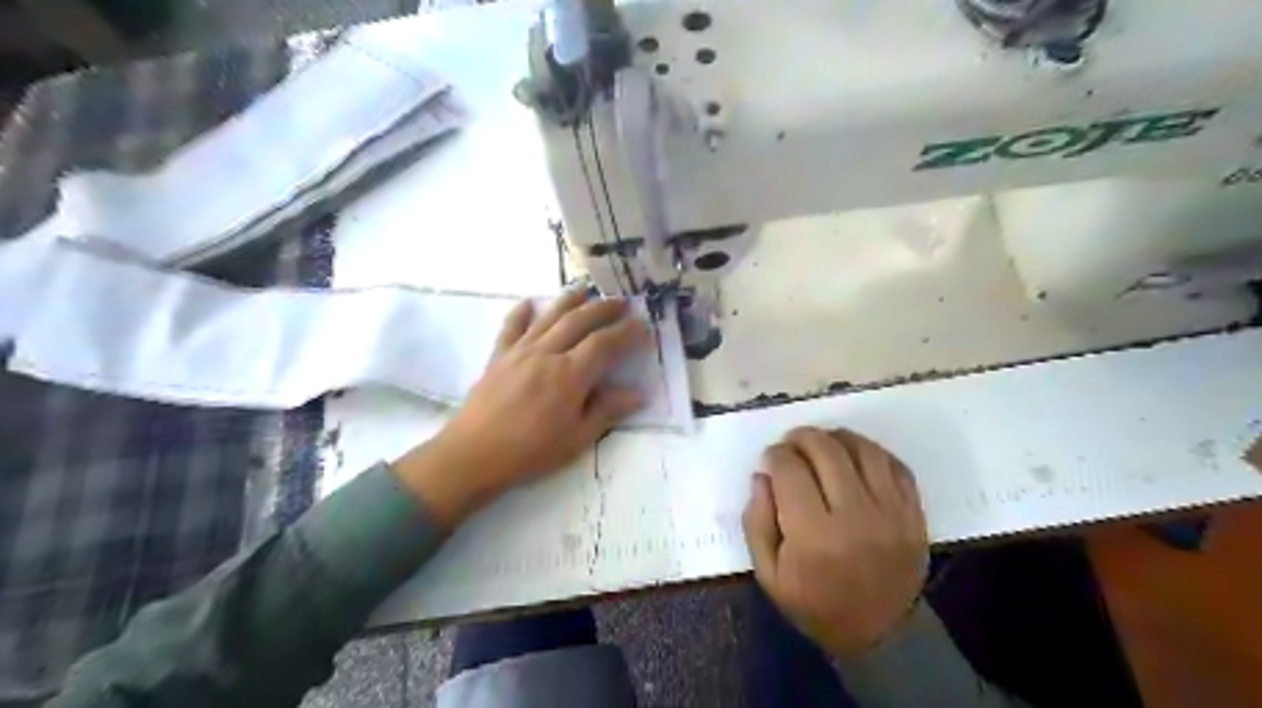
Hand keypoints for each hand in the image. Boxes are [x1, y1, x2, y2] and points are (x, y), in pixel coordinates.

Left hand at [392, 288, 649, 524]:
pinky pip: (511, 327)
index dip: (626, 333)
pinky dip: (521, 312)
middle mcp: (547, 353)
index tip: (643, 327)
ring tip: (585, 289)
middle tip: (622, 303)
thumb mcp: (577, 438)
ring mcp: (520, 351)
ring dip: (569, 300)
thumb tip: (638, 394)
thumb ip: (607, 411)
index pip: (605, 344)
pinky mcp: (498, 357)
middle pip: (579, 321)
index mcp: (570, 375)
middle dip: (603, 309)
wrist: (474, 454)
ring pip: (549, 316)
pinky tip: (529, 302)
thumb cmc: (531, 451)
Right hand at [743, 428, 923, 659]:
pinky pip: (895, 464)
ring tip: (822, 443)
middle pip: (827, 451)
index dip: (775, 455)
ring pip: (863, 450)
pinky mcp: (914, 514)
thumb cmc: (815, 604)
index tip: (770, 459)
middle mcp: (856, 517)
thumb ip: (757, 521)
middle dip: (802, 437)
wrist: (879, 635)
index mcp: (814, 536)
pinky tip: (854, 456)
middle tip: (792, 444)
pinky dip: (870, 451)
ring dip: (836, 437)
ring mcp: (892, 513)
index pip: (790, 470)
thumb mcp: (768, 573)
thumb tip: (762, 475)